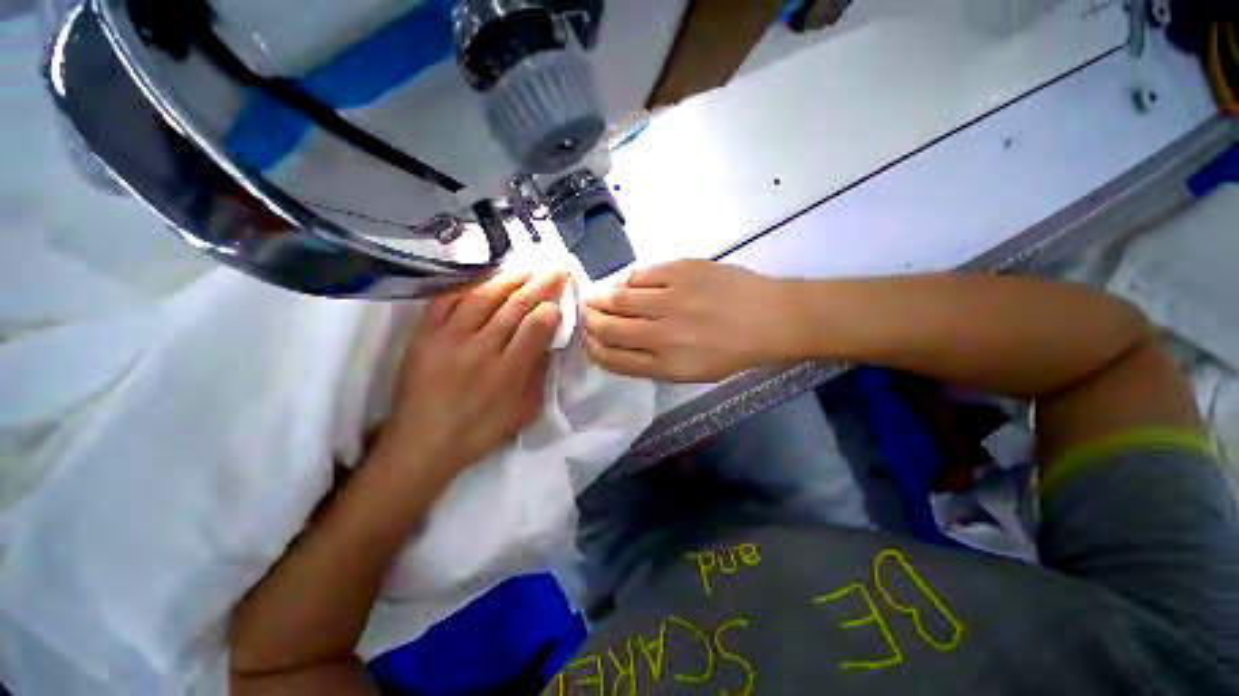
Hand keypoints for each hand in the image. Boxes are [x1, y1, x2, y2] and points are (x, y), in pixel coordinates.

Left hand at [377, 271, 565, 478]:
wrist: (419, 446)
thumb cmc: (478, 433)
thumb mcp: (522, 413)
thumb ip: (537, 375)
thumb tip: (548, 341)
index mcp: (506, 374)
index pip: (535, 328)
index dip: (551, 308)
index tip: (561, 298)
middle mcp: (478, 351)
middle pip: (514, 306)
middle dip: (541, 284)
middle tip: (557, 267)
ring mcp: (447, 340)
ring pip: (483, 297)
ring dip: (511, 278)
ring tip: (529, 267)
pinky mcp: (423, 336)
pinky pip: (448, 300)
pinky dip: (470, 285)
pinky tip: (487, 278)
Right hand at [582, 260, 798, 381]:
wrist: (770, 318)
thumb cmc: (732, 352)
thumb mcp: (690, 373)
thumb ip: (651, 363)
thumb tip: (619, 343)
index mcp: (666, 365)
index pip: (612, 357)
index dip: (593, 348)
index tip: (588, 339)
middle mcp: (663, 334)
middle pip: (609, 326)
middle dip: (589, 320)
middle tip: (586, 313)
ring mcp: (671, 299)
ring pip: (618, 297)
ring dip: (600, 297)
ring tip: (596, 296)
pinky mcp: (680, 271)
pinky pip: (640, 274)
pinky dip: (626, 280)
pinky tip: (626, 283)